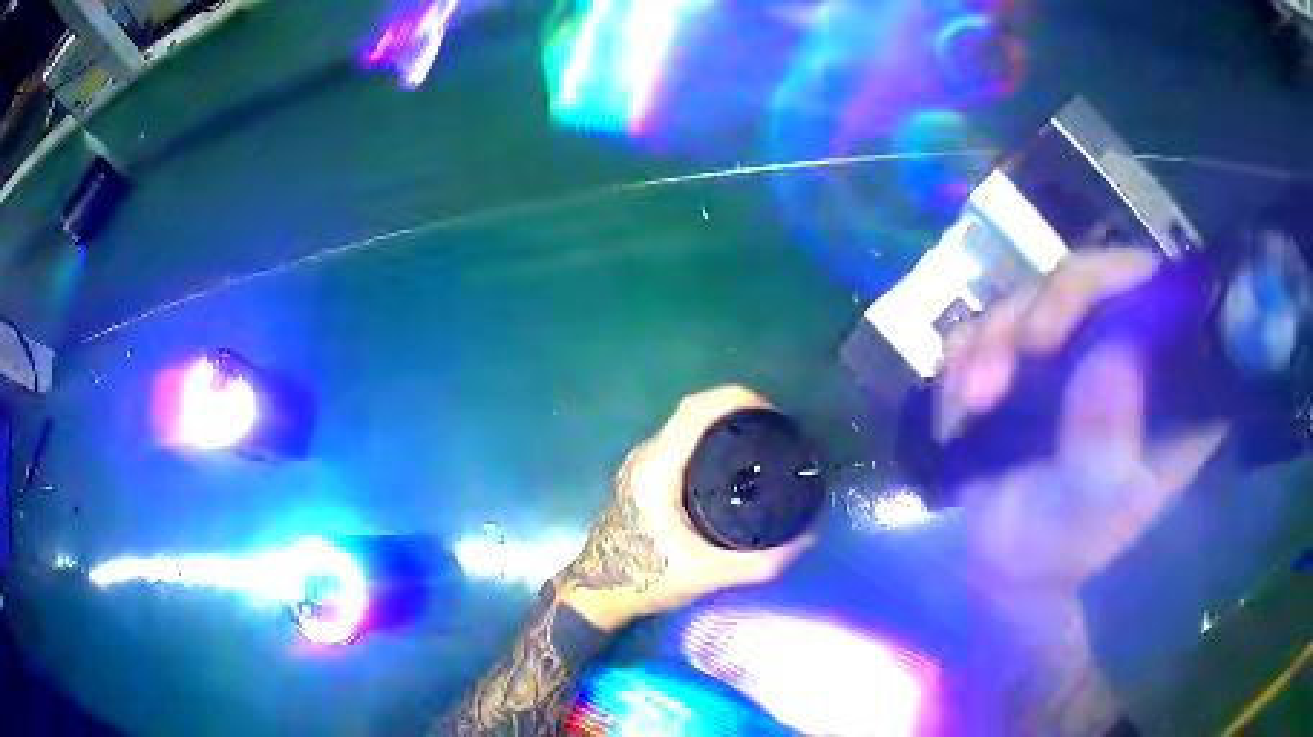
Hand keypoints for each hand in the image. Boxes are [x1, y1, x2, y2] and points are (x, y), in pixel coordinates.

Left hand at [558, 385, 814, 630]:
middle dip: (736, 408)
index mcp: (658, 468)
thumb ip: (761, 562)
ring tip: (760, 441)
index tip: (775, 414)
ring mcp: (640, 464)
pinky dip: (707, 438)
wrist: (597, 592)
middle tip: (777, 431)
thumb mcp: (708, 574)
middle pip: (693, 411)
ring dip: (721, 422)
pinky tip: (731, 463)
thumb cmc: (645, 578)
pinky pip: (679, 441)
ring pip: (684, 425)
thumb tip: (808, 538)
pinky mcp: (641, 475)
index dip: (736, 398)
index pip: (696, 411)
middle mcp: (646, 456)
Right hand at [941, 251, 1228, 733]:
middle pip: (1094, 279)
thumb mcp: (1088, 512)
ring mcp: (1073, 347)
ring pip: (1036, 293)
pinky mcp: (1027, 354)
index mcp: (1168, 386)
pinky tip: (962, 403)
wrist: (1003, 565)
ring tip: (973, 400)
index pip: (1166, 297)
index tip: (1079, 323)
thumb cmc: (1060, 548)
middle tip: (1016, 352)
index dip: (1127, 284)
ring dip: (996, 337)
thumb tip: (1111, 357)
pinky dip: (967, 354)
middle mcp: (1127, 350)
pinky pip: (992, 321)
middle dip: (1045, 309)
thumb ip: (1104, 448)